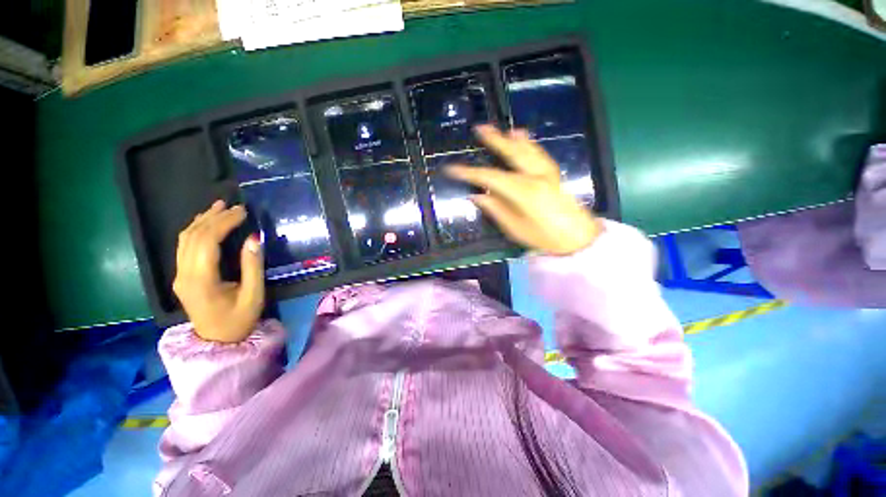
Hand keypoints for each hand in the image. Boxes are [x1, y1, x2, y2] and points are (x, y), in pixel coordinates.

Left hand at [173, 201, 264, 342]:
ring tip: (220, 207)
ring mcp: (179, 275)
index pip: (207, 242)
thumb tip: (253, 238)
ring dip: (202, 220)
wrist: (217, 341)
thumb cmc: (239, 320)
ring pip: (184, 239)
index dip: (224, 222)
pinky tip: (207, 222)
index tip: (243, 212)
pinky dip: (196, 230)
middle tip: (235, 206)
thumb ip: (252, 266)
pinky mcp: (181, 276)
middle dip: (214, 217)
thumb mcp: (254, 295)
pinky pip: (184, 246)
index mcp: (201, 280)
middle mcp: (184, 274)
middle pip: (193, 236)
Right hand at [445, 125, 601, 255]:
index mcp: (523, 191)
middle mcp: (535, 176)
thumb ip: (496, 209)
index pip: (490, 177)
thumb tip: (477, 196)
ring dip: (512, 138)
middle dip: (494, 140)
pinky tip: (525, 138)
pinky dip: (529, 144)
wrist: (578, 239)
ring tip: (502, 129)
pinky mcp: (554, 175)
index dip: (469, 172)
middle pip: (511, 153)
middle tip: (479, 128)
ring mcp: (547, 173)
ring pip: (527, 149)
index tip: (452, 169)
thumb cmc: (544, 238)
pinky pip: (539, 153)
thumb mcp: (515, 228)